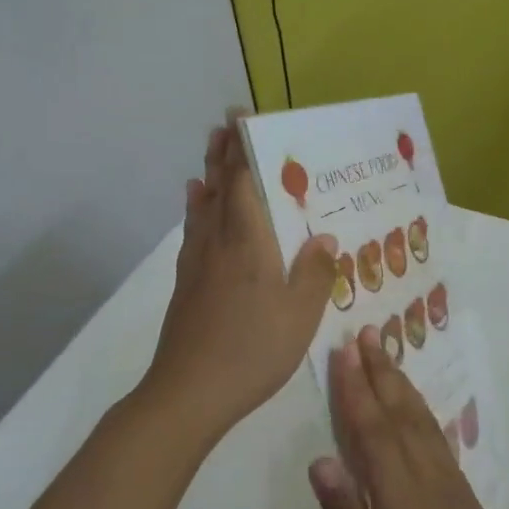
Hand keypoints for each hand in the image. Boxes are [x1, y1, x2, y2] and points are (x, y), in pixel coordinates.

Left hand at [143, 110, 334, 444]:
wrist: (190, 391)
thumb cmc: (253, 349)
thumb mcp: (300, 315)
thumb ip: (314, 273)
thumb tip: (322, 238)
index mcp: (249, 242)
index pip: (244, 181)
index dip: (244, 147)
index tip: (243, 117)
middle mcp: (218, 242)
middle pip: (218, 186)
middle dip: (223, 153)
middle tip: (225, 124)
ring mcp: (196, 262)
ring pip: (202, 205)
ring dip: (208, 175)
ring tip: (213, 152)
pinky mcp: (186, 282)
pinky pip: (193, 230)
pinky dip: (195, 208)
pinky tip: (197, 204)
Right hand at [309, 331, 508, 508]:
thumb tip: (321, 459)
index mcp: (400, 499)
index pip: (372, 431)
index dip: (355, 389)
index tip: (343, 352)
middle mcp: (429, 480)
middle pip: (400, 414)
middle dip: (380, 371)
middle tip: (365, 333)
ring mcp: (451, 486)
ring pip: (422, 422)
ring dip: (401, 384)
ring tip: (386, 354)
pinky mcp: (464, 496)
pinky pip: (437, 440)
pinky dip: (421, 412)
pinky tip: (415, 405)